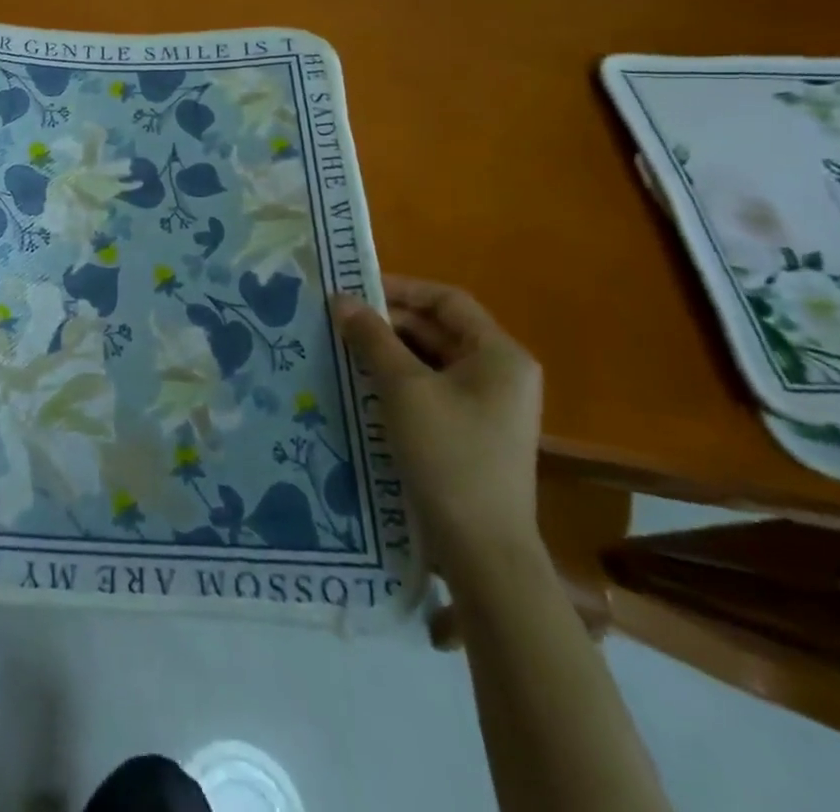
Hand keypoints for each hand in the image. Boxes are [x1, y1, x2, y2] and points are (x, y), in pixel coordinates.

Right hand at [333, 277, 541, 568]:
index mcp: (500, 355)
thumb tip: (341, 299)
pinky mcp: (471, 434)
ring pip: (431, 361)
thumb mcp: (403, 388)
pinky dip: (398, 382)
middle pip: (438, 330)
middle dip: (388, 322)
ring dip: (388, 352)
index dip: (400, 288)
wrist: (482, 552)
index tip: (354, 290)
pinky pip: (431, 390)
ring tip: (341, 349)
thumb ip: (372, 338)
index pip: (447, 300)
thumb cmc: (449, 456)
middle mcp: (501, 375)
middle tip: (338, 321)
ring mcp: (488, 407)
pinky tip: (361, 385)